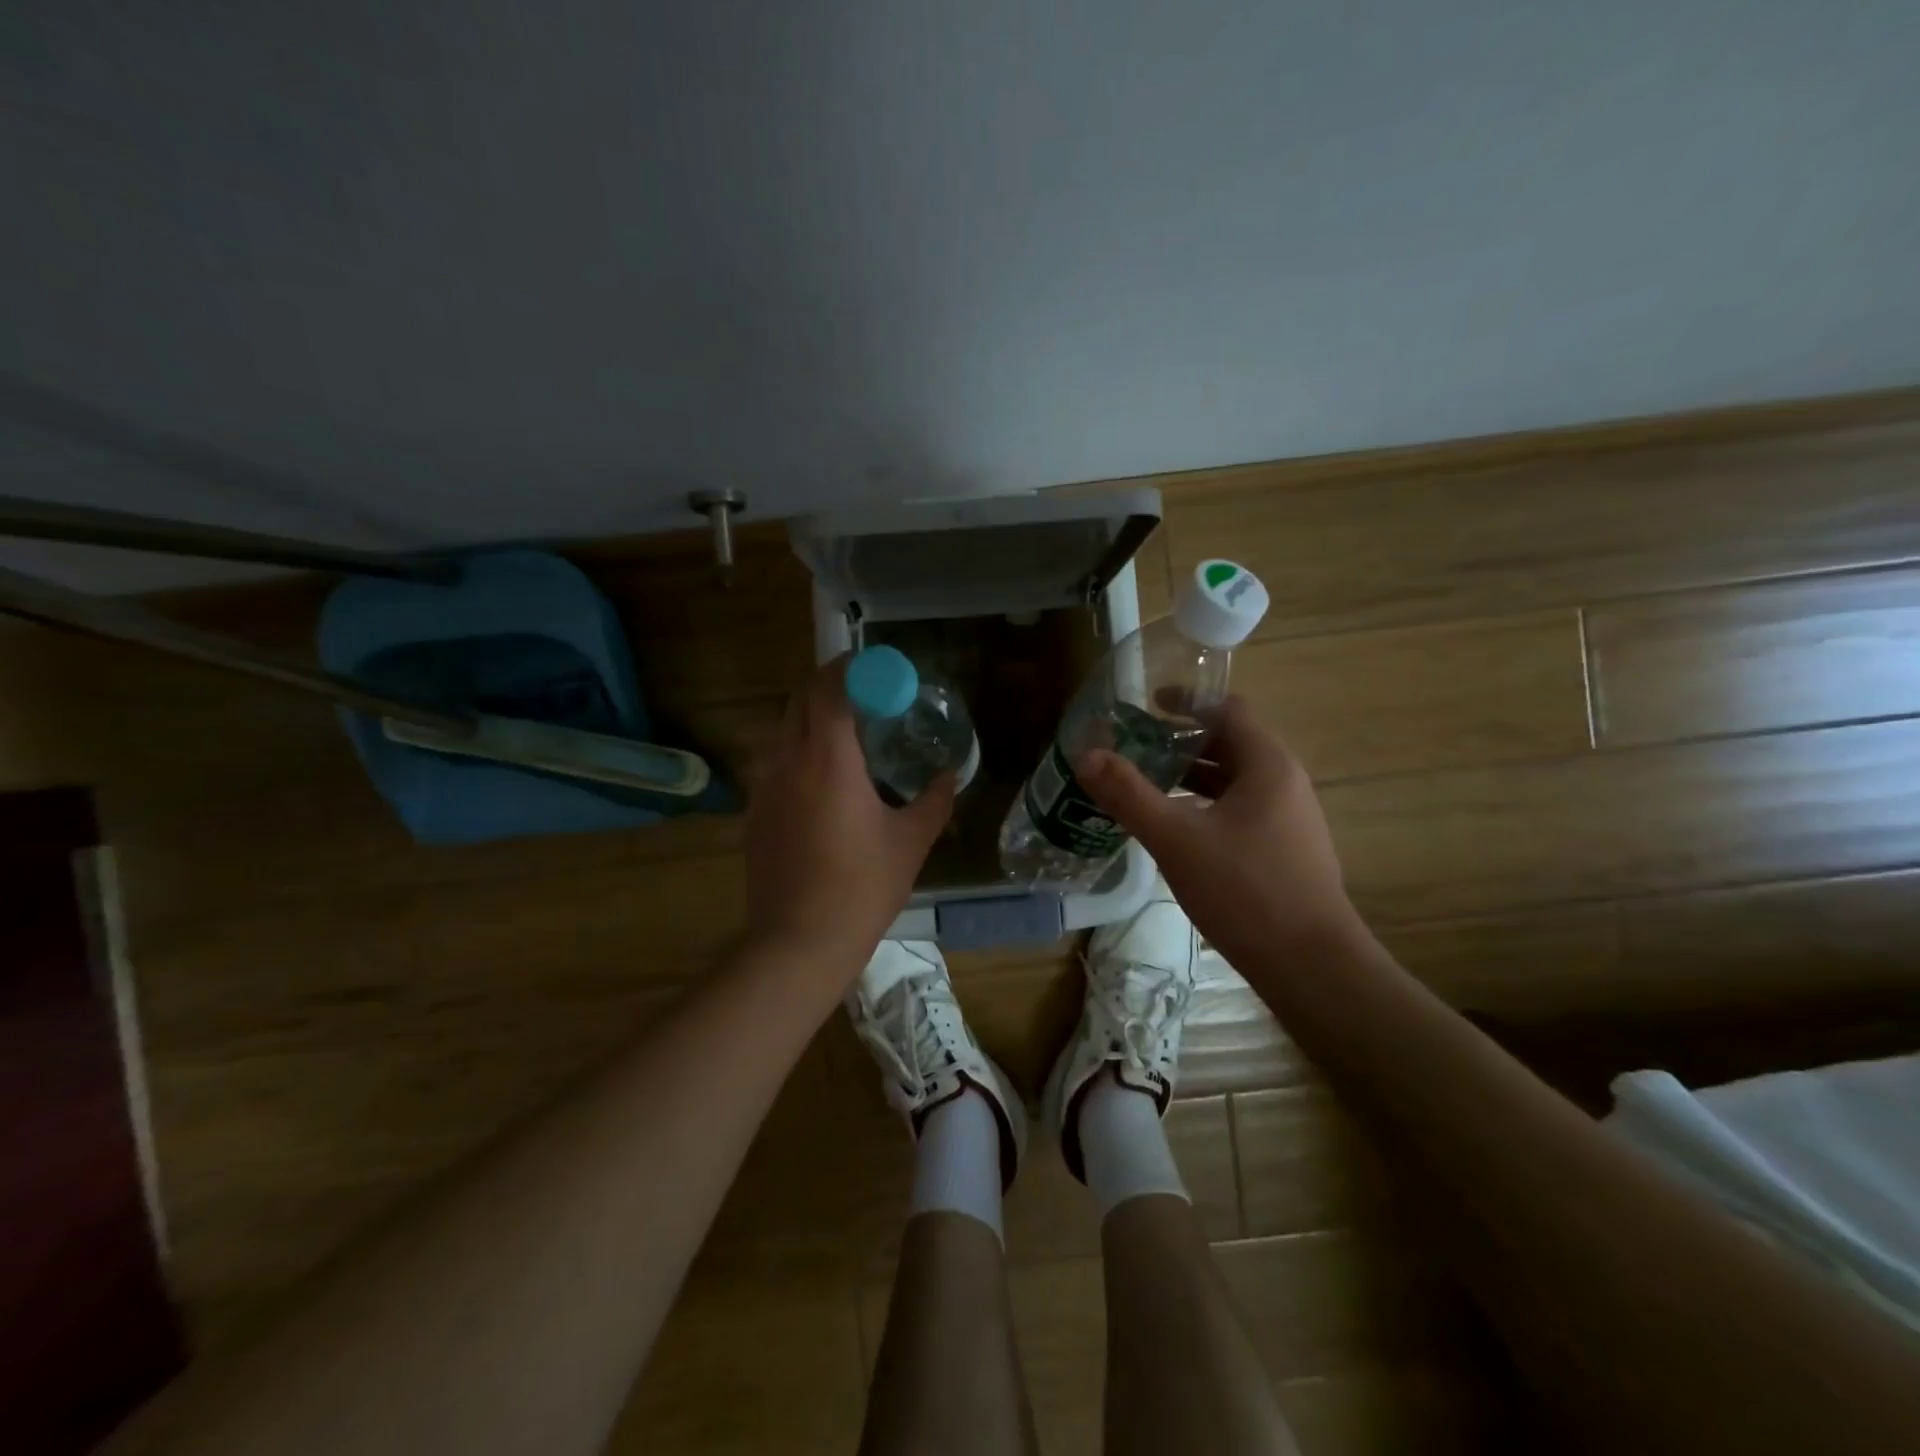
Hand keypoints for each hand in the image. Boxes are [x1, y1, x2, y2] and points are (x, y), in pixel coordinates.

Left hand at [743, 657, 955, 973]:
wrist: (798, 942)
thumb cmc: (862, 887)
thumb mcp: (911, 841)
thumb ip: (934, 801)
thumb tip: (950, 775)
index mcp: (828, 759)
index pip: (830, 688)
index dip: (852, 668)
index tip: (876, 668)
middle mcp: (788, 761)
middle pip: (800, 700)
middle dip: (829, 686)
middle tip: (864, 694)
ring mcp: (764, 787)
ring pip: (783, 730)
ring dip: (811, 718)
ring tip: (844, 735)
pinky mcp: (753, 813)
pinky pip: (774, 763)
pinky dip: (797, 752)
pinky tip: (819, 783)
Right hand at [1076, 698, 1362, 971]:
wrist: (1310, 965)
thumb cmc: (1245, 891)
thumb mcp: (1176, 839)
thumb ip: (1129, 794)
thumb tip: (1087, 755)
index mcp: (1267, 765)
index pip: (1228, 709)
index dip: (1187, 702)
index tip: (1146, 707)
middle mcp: (1285, 782)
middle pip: (1230, 744)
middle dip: (1181, 742)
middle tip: (1134, 748)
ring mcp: (1289, 818)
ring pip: (1234, 781)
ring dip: (1191, 777)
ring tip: (1145, 786)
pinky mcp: (1285, 850)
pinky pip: (1240, 810)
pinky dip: (1205, 806)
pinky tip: (1175, 830)